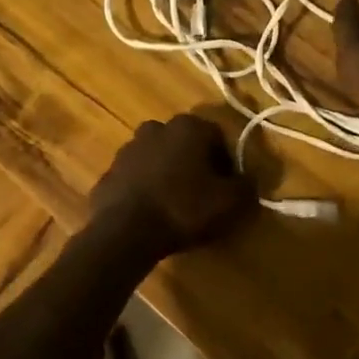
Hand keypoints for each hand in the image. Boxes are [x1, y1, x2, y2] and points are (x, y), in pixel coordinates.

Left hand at [89, 114, 257, 260]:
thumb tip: (248, 180)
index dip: (227, 163)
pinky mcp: (110, 170)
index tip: (228, 188)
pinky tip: (153, 213)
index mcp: (188, 127)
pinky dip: (147, 188)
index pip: (218, 137)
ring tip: (177, 207)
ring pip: (160, 158)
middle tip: (204, 196)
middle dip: (197, 165)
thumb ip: (247, 186)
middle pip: (186, 145)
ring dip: (170, 175)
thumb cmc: (183, 209)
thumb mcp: (230, 203)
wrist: (125, 231)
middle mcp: (157, 127)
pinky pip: (137, 176)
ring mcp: (129, 148)